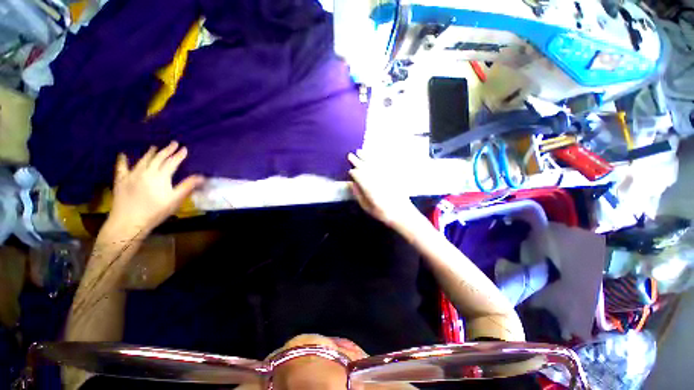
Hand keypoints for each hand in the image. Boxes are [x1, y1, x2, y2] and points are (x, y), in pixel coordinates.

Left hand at [108, 142, 204, 234]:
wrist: (129, 221)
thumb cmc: (155, 211)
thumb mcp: (175, 200)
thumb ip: (187, 186)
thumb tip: (202, 176)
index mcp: (160, 176)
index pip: (172, 162)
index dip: (179, 155)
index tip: (184, 148)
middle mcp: (146, 172)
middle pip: (158, 158)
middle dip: (167, 150)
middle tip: (173, 143)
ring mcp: (132, 174)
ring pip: (143, 160)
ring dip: (150, 153)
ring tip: (155, 147)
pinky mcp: (121, 180)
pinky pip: (121, 167)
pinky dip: (123, 160)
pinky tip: (123, 154)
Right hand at [348, 153, 420, 229]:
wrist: (402, 213)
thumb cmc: (382, 212)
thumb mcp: (367, 207)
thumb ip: (358, 194)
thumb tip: (352, 184)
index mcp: (368, 186)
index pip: (357, 175)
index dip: (353, 172)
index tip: (350, 171)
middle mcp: (375, 177)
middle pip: (364, 166)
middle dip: (356, 160)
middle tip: (350, 155)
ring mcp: (384, 174)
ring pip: (373, 162)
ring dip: (365, 156)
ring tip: (359, 151)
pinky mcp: (392, 174)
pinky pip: (384, 162)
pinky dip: (378, 157)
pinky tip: (374, 154)